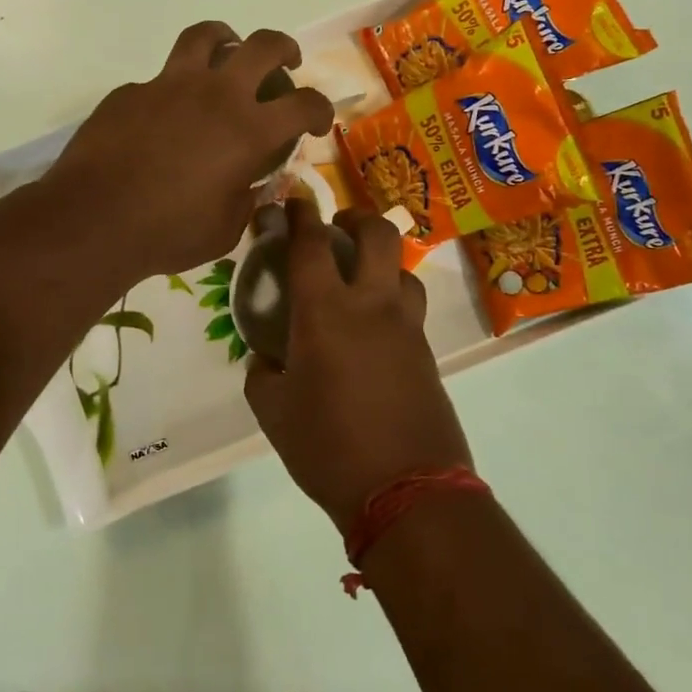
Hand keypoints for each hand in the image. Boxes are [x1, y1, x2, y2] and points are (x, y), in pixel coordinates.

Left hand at [46, 22, 333, 282]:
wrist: (93, 220)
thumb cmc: (168, 233)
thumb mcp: (225, 230)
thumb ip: (246, 201)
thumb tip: (252, 185)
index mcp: (249, 130)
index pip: (305, 104)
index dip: (320, 110)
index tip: (316, 123)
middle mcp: (216, 95)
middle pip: (263, 45)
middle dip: (284, 49)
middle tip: (286, 64)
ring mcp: (169, 85)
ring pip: (206, 36)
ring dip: (226, 39)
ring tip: (227, 52)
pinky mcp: (131, 91)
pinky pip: (160, 79)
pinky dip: (174, 89)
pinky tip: (164, 116)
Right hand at [246, 199, 472, 532]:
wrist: (406, 489)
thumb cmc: (327, 447)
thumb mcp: (273, 412)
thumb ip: (263, 372)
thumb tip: (268, 356)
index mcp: (325, 312)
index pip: (310, 244)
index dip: (299, 215)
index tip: (292, 201)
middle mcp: (372, 305)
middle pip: (378, 234)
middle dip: (356, 218)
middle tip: (338, 230)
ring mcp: (407, 327)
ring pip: (404, 269)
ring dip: (382, 262)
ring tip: (361, 281)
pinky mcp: (428, 352)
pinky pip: (411, 309)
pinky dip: (393, 301)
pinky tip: (376, 329)